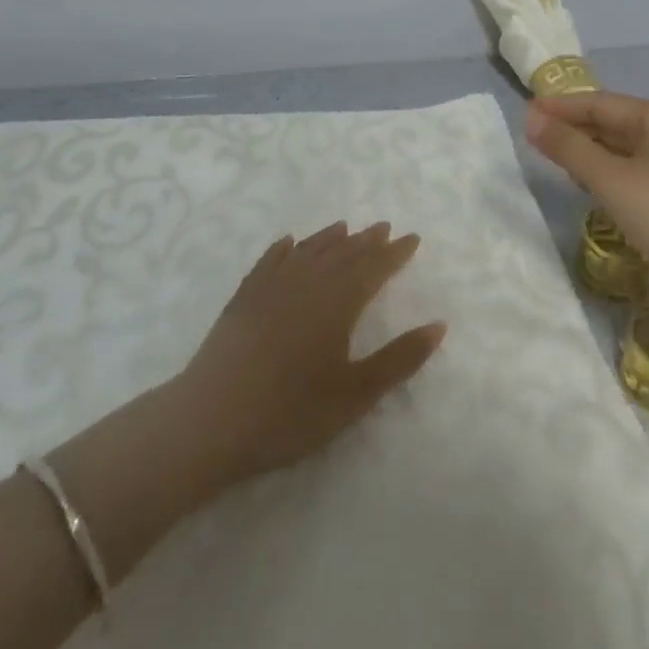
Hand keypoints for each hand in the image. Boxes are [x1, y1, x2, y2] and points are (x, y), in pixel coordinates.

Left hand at [177, 221, 446, 484]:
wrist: (210, 421)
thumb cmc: (290, 412)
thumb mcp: (355, 394)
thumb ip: (399, 359)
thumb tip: (438, 325)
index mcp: (338, 302)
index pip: (374, 267)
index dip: (395, 253)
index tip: (413, 238)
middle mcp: (308, 283)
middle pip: (343, 253)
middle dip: (367, 240)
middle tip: (384, 227)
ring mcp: (271, 287)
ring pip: (308, 251)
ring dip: (330, 238)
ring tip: (346, 227)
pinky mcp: (243, 298)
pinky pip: (269, 261)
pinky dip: (283, 249)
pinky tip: (288, 243)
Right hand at [525, 92, 648, 294]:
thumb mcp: (612, 179)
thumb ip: (570, 148)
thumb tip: (531, 119)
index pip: (597, 102)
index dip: (559, 107)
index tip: (523, 114)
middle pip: (610, 122)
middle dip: (572, 128)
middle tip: (532, 137)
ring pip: (621, 149)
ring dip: (588, 152)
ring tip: (553, 159)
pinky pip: (632, 173)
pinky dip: (607, 175)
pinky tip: (590, 188)